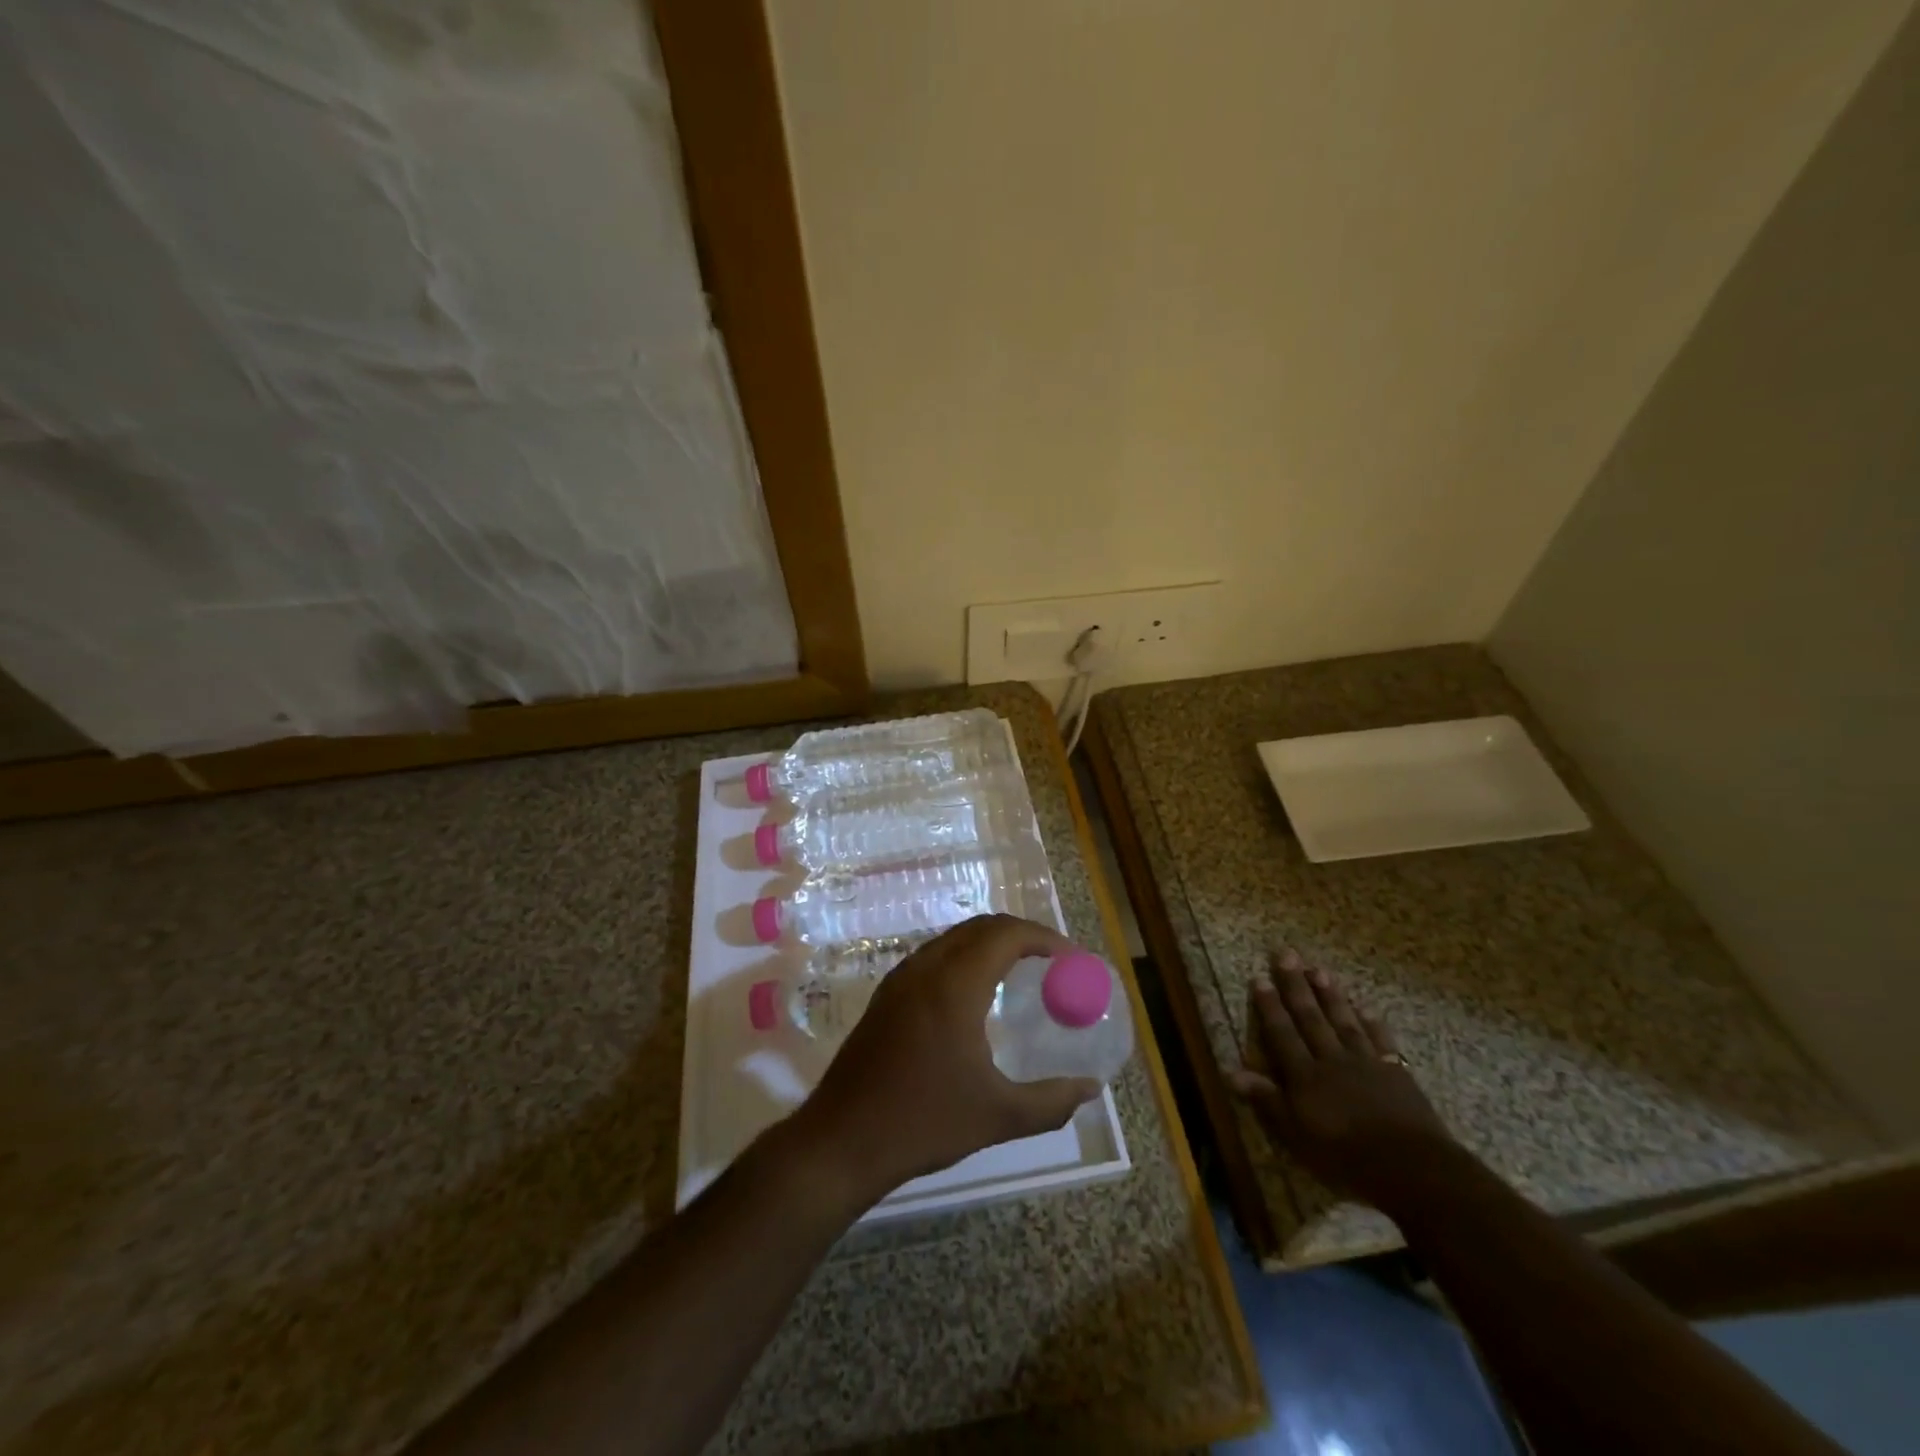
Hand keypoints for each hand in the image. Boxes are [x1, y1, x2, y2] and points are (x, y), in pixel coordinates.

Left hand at [792, 915, 1101, 1207]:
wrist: (841, 1141)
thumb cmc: (923, 1123)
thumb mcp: (998, 1116)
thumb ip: (1051, 1101)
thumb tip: (1090, 1088)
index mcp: (954, 985)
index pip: (1005, 934)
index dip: (1043, 937)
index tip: (1071, 958)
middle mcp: (925, 969)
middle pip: (980, 928)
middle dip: (1020, 935)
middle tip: (1052, 962)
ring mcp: (900, 980)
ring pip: (954, 939)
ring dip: (990, 944)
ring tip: (1021, 973)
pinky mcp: (886, 996)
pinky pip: (934, 957)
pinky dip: (965, 958)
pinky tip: (977, 995)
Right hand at [1228, 950, 1457, 1210]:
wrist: (1414, 1168)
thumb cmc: (1347, 1157)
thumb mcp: (1297, 1136)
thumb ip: (1268, 1101)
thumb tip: (1232, 1072)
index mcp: (1305, 1076)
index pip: (1282, 1033)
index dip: (1270, 1006)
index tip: (1260, 977)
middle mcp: (1332, 1060)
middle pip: (1311, 1018)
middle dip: (1297, 986)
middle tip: (1287, 955)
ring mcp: (1366, 1063)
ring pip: (1344, 1021)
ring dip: (1331, 996)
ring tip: (1320, 970)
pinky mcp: (1396, 1073)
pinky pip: (1381, 1041)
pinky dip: (1373, 1024)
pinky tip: (1367, 1009)